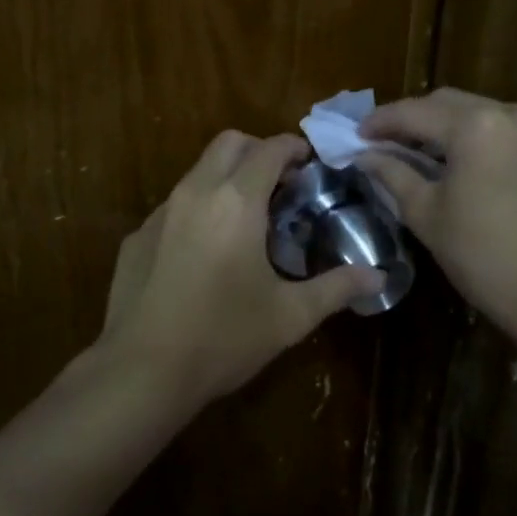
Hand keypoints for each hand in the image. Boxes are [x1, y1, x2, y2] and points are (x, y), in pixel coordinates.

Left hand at [99, 131, 382, 404]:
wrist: (142, 372)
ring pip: (198, 171)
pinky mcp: (137, 236)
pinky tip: (204, 254)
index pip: (269, 149)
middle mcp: (196, 192)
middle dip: (258, 151)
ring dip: (226, 177)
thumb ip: (336, 288)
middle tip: (280, 184)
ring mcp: (160, 213)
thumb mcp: (289, 316)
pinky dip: (198, 209)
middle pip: (229, 143)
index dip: (293, 148)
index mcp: (236, 201)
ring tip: (246, 219)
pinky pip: (174, 205)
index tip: (309, 164)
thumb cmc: (223, 338)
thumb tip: (378, 277)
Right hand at [354, 89, 516, 340]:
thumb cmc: (482, 255)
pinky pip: (493, 127)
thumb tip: (365, 156)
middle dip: (409, 119)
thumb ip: (392, 174)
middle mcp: (507, 112)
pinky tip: (443, 156)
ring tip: (405, 149)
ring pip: (470, 112)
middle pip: (444, 104)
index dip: (380, 122)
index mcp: (475, 124)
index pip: (414, 112)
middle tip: (376, 141)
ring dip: (437, 126)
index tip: (353, 135)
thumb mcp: (425, 213)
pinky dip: (464, 135)